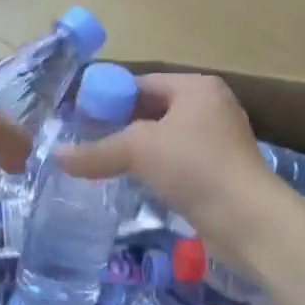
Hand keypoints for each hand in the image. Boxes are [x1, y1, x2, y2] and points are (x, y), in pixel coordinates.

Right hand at [57, 71, 281, 258]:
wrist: (249, 221)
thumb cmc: (195, 167)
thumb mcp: (138, 150)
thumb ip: (96, 151)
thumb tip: (56, 156)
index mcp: (196, 88)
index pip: (141, 83)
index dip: (108, 97)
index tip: (80, 116)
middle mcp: (210, 106)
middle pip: (153, 109)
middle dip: (120, 124)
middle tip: (85, 138)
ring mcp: (218, 140)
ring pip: (165, 137)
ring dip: (137, 149)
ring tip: (102, 160)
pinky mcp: (220, 171)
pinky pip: (178, 160)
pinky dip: (155, 167)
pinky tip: (133, 181)